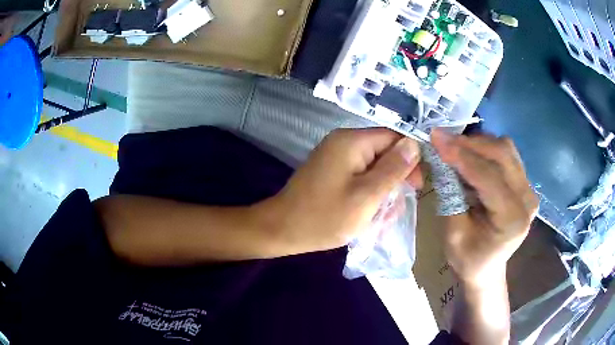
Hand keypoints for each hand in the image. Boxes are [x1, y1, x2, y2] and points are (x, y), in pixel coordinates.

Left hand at [264, 128, 421, 253]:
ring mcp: (336, 158)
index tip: (416, 187)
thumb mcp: (366, 196)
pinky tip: (369, 218)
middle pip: (384, 154)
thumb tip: (414, 144)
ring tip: (381, 222)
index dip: (410, 160)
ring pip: (373, 170)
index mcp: (352, 142)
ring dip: (382, 194)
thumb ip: (393, 169)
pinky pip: (359, 179)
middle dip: (395, 182)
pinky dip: (368, 196)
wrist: (282, 230)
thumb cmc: (325, 217)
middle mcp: (344, 143)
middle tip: (396, 211)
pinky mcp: (332, 173)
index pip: (394, 138)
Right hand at [431, 129, 537, 286]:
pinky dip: (487, 148)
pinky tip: (471, 154)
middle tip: (442, 139)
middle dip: (470, 143)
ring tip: (455, 147)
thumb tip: (442, 158)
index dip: (462, 156)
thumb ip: (451, 195)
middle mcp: (527, 200)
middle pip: (502, 155)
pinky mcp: (525, 183)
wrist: (487, 267)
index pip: (489, 177)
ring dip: (478, 143)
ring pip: (506, 149)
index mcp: (512, 220)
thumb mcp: (453, 234)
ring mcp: (529, 189)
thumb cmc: (468, 258)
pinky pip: (507, 154)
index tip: (436, 139)